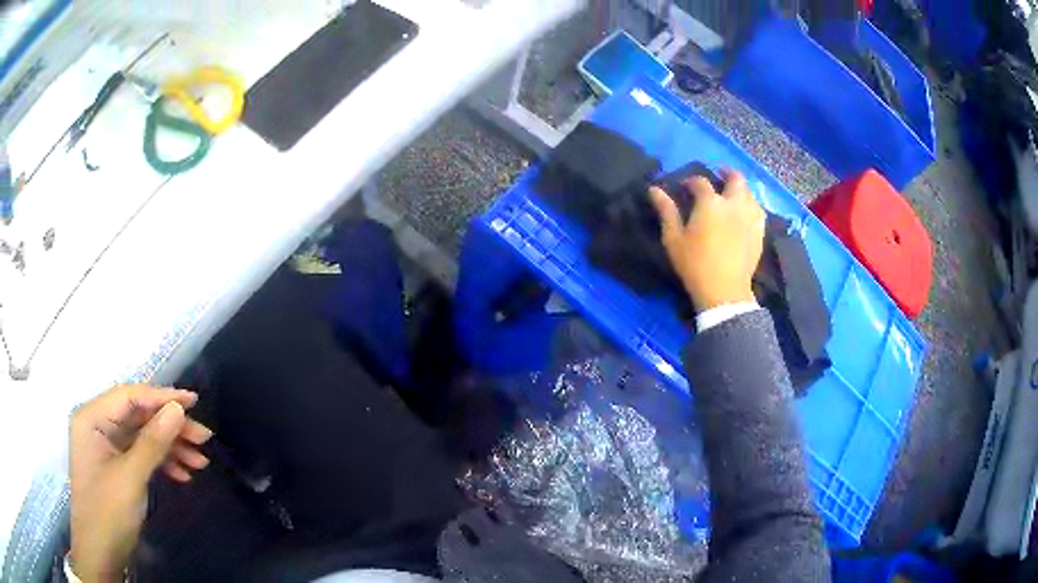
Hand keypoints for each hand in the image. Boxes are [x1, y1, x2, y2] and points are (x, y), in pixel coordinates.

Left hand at [70, 384, 213, 581]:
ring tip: (200, 462)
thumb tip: (178, 408)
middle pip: (138, 416)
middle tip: (204, 439)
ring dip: (170, 448)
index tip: (194, 401)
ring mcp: (106, 447)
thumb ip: (153, 442)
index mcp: (92, 418)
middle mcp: (97, 425)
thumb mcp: (131, 477)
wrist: (100, 553)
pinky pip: (139, 456)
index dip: (162, 397)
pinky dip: (161, 463)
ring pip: (141, 437)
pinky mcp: (115, 467)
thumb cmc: (107, 512)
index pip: (129, 396)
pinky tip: (182, 475)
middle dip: (170, 427)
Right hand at [649, 169, 766, 311]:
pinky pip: (758, 210)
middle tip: (718, 176)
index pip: (701, 182)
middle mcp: (734, 204)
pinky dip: (750, 205)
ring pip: (750, 193)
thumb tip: (654, 189)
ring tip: (732, 195)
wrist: (724, 291)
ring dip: (740, 189)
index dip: (691, 181)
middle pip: (736, 178)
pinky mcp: (759, 232)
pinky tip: (745, 213)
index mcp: (711, 203)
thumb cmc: (695, 264)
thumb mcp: (673, 238)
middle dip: (726, 173)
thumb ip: (666, 211)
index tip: (683, 187)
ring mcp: (750, 217)